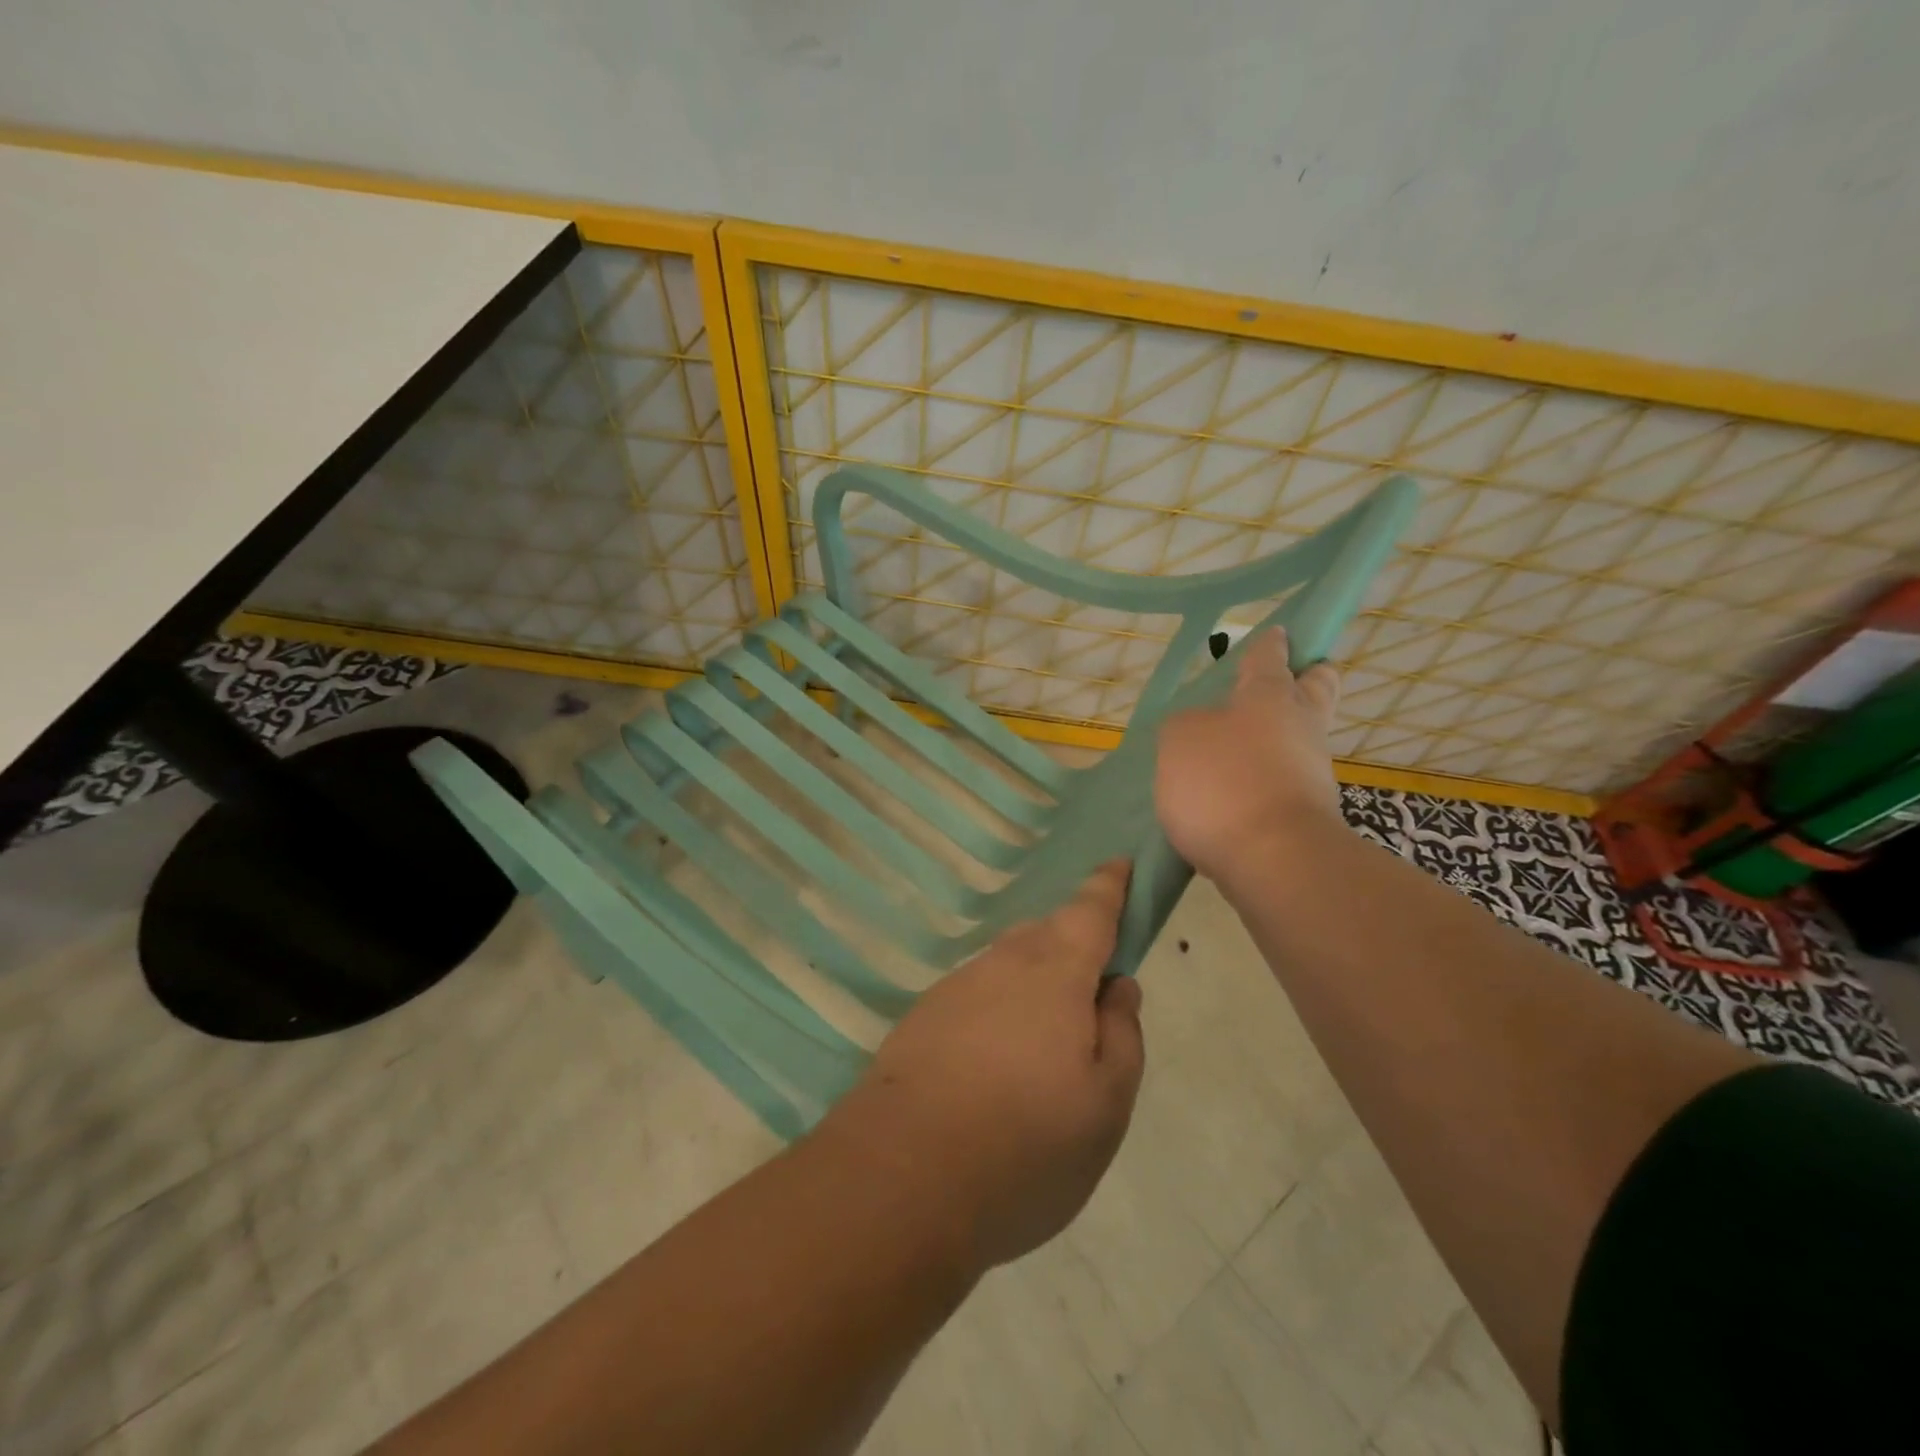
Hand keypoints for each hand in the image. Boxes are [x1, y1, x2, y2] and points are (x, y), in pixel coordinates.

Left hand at [817, 862, 1145, 1270]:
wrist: (901, 1177)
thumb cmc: (1026, 1142)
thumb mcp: (1106, 1102)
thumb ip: (1122, 1033)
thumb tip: (1118, 985)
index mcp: (1055, 971)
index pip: (1091, 910)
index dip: (1111, 885)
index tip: (1122, 864)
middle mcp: (1002, 964)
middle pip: (1046, 935)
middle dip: (1073, 946)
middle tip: (1093, 992)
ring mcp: (955, 988)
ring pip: (1008, 968)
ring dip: (1033, 985)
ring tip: (1046, 1046)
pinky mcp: (922, 1019)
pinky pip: (976, 998)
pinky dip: (997, 1014)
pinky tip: (996, 1067)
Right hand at [1155, 627, 1344, 882]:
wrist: (1274, 861)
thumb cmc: (1224, 782)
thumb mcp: (1179, 739)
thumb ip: (1185, 725)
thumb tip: (1201, 731)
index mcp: (1269, 695)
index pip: (1270, 656)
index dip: (1269, 644)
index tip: (1276, 635)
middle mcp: (1300, 726)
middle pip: (1317, 689)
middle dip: (1306, 679)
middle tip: (1285, 683)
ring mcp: (1311, 772)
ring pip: (1300, 740)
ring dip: (1276, 740)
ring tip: (1230, 755)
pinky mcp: (1308, 814)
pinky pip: (1286, 783)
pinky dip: (1265, 782)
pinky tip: (1231, 797)